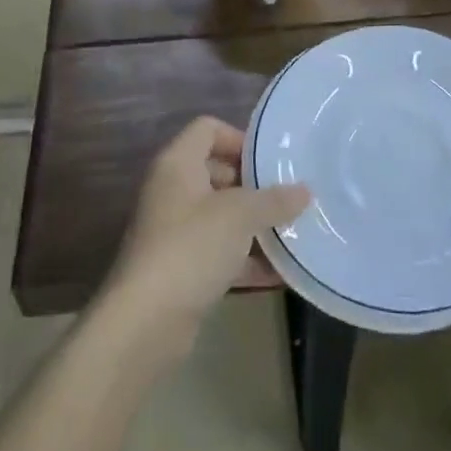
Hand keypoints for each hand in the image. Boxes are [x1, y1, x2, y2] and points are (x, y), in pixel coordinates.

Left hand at [100, 117, 310, 363]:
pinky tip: (280, 273)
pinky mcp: (180, 268)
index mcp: (178, 164)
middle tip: (287, 198)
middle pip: (216, 171)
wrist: (145, 321)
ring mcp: (174, 231)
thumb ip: (274, 200)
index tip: (270, 163)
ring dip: (253, 224)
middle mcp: (172, 190)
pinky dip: (245, 259)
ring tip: (292, 233)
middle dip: (253, 185)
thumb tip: (305, 191)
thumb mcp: (240, 216)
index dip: (239, 139)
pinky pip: (218, 251)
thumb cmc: (192, 247)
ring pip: (220, 215)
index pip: (208, 128)